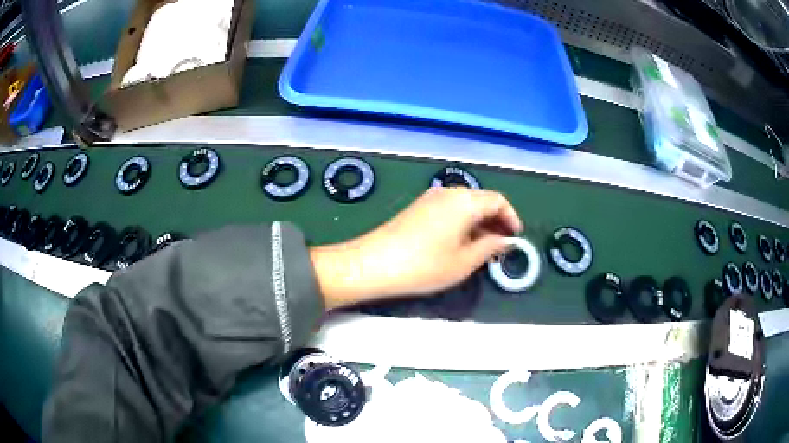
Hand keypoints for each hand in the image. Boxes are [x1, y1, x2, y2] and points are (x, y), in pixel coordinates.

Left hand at [311, 187, 522, 309]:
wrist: (373, 263)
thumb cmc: (424, 265)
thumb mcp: (464, 262)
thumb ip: (490, 247)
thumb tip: (505, 240)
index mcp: (465, 200)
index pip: (498, 201)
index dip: (511, 218)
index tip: (515, 238)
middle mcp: (449, 192)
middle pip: (481, 200)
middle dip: (496, 221)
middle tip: (502, 245)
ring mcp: (430, 198)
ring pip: (465, 205)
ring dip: (479, 223)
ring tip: (483, 248)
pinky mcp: (418, 207)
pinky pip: (450, 209)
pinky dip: (463, 222)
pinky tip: (461, 243)